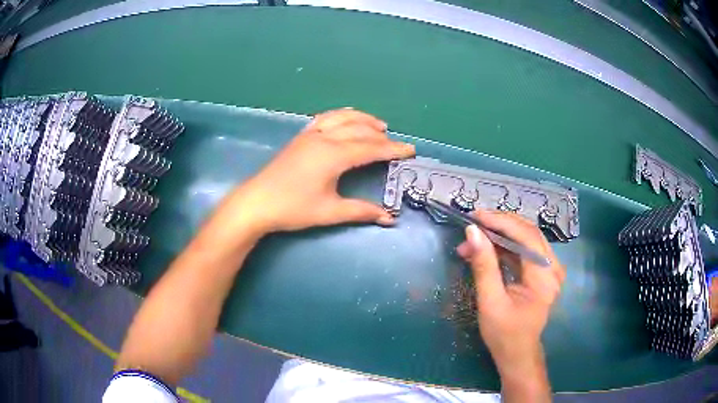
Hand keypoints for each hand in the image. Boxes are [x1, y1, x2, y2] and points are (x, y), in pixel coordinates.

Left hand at [228, 108, 414, 234]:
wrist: (257, 203)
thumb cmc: (293, 208)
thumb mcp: (329, 212)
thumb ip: (360, 211)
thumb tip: (388, 218)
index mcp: (334, 156)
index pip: (371, 148)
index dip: (392, 149)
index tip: (410, 150)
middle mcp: (324, 139)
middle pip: (359, 131)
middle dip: (381, 136)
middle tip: (396, 143)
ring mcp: (310, 135)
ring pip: (342, 118)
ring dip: (362, 119)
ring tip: (378, 125)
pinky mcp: (300, 137)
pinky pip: (325, 118)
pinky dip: (341, 116)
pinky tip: (346, 119)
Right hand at [456, 211, 564, 376]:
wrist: (517, 353)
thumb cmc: (504, 333)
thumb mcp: (490, 302)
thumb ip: (484, 265)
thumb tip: (472, 232)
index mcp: (545, 276)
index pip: (526, 236)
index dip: (500, 222)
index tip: (474, 216)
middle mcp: (553, 267)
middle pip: (528, 232)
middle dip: (499, 225)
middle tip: (472, 224)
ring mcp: (549, 268)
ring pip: (525, 238)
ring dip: (499, 235)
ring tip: (472, 241)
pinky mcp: (541, 272)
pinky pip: (524, 250)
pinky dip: (504, 246)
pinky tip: (485, 249)